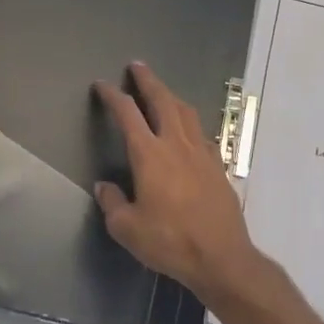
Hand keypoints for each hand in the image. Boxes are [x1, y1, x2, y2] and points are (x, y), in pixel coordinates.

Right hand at [91, 62, 267, 303]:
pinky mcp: (218, 166)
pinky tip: (188, 130)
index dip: (113, 96)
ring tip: (162, 91)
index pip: (127, 114)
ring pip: (186, 112)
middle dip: (148, 81)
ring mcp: (202, 153)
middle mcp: (176, 145)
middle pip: (162, 101)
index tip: (102, 85)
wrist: (221, 256)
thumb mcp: (127, 228)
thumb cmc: (169, 241)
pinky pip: (202, 133)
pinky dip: (190, 122)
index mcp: (150, 155)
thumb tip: (105, 186)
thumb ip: (113, 203)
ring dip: (171, 96)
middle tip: (137, 66)